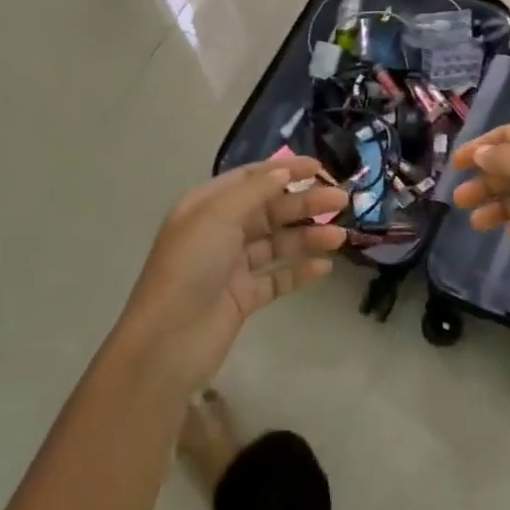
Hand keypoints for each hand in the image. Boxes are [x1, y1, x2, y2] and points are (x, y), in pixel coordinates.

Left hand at [113, 156, 347, 397]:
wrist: (168, 342)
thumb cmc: (190, 267)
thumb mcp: (218, 216)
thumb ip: (254, 191)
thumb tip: (283, 171)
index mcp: (207, 206)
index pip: (252, 179)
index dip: (285, 170)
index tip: (320, 167)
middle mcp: (220, 231)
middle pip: (270, 210)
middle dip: (305, 204)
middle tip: (341, 201)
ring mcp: (232, 266)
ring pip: (277, 243)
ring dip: (308, 237)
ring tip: (340, 237)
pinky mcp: (243, 298)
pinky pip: (277, 278)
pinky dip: (300, 271)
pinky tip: (323, 267)